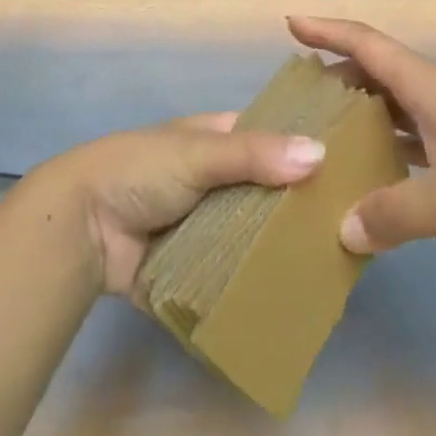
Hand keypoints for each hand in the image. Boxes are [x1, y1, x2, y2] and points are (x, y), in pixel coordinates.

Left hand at [26, 116, 325, 296]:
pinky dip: (256, 283)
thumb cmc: (140, 170)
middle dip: (300, 207)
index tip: (354, 166)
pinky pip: (234, 275)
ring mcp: (207, 225)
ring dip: (282, 248)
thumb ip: (255, 155)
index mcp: (218, 138)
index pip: (273, 138)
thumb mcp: (198, 152)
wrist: (81, 228)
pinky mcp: (196, 268)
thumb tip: (321, 154)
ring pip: (255, 234)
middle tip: (353, 226)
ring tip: (336, 266)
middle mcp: (218, 179)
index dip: (306, 148)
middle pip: (268, 191)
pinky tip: (296, 298)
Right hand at [288, 16, 435, 265]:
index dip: (328, 30)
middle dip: (339, 77)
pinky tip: (378, 175)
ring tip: (328, 135)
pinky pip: (417, 137)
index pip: (369, 44)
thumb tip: (344, 231)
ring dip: (364, 114)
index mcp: (430, 88)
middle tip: (300, 98)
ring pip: (398, 107)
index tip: (291, 22)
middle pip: (380, 72)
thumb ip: (394, 214)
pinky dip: (391, 146)